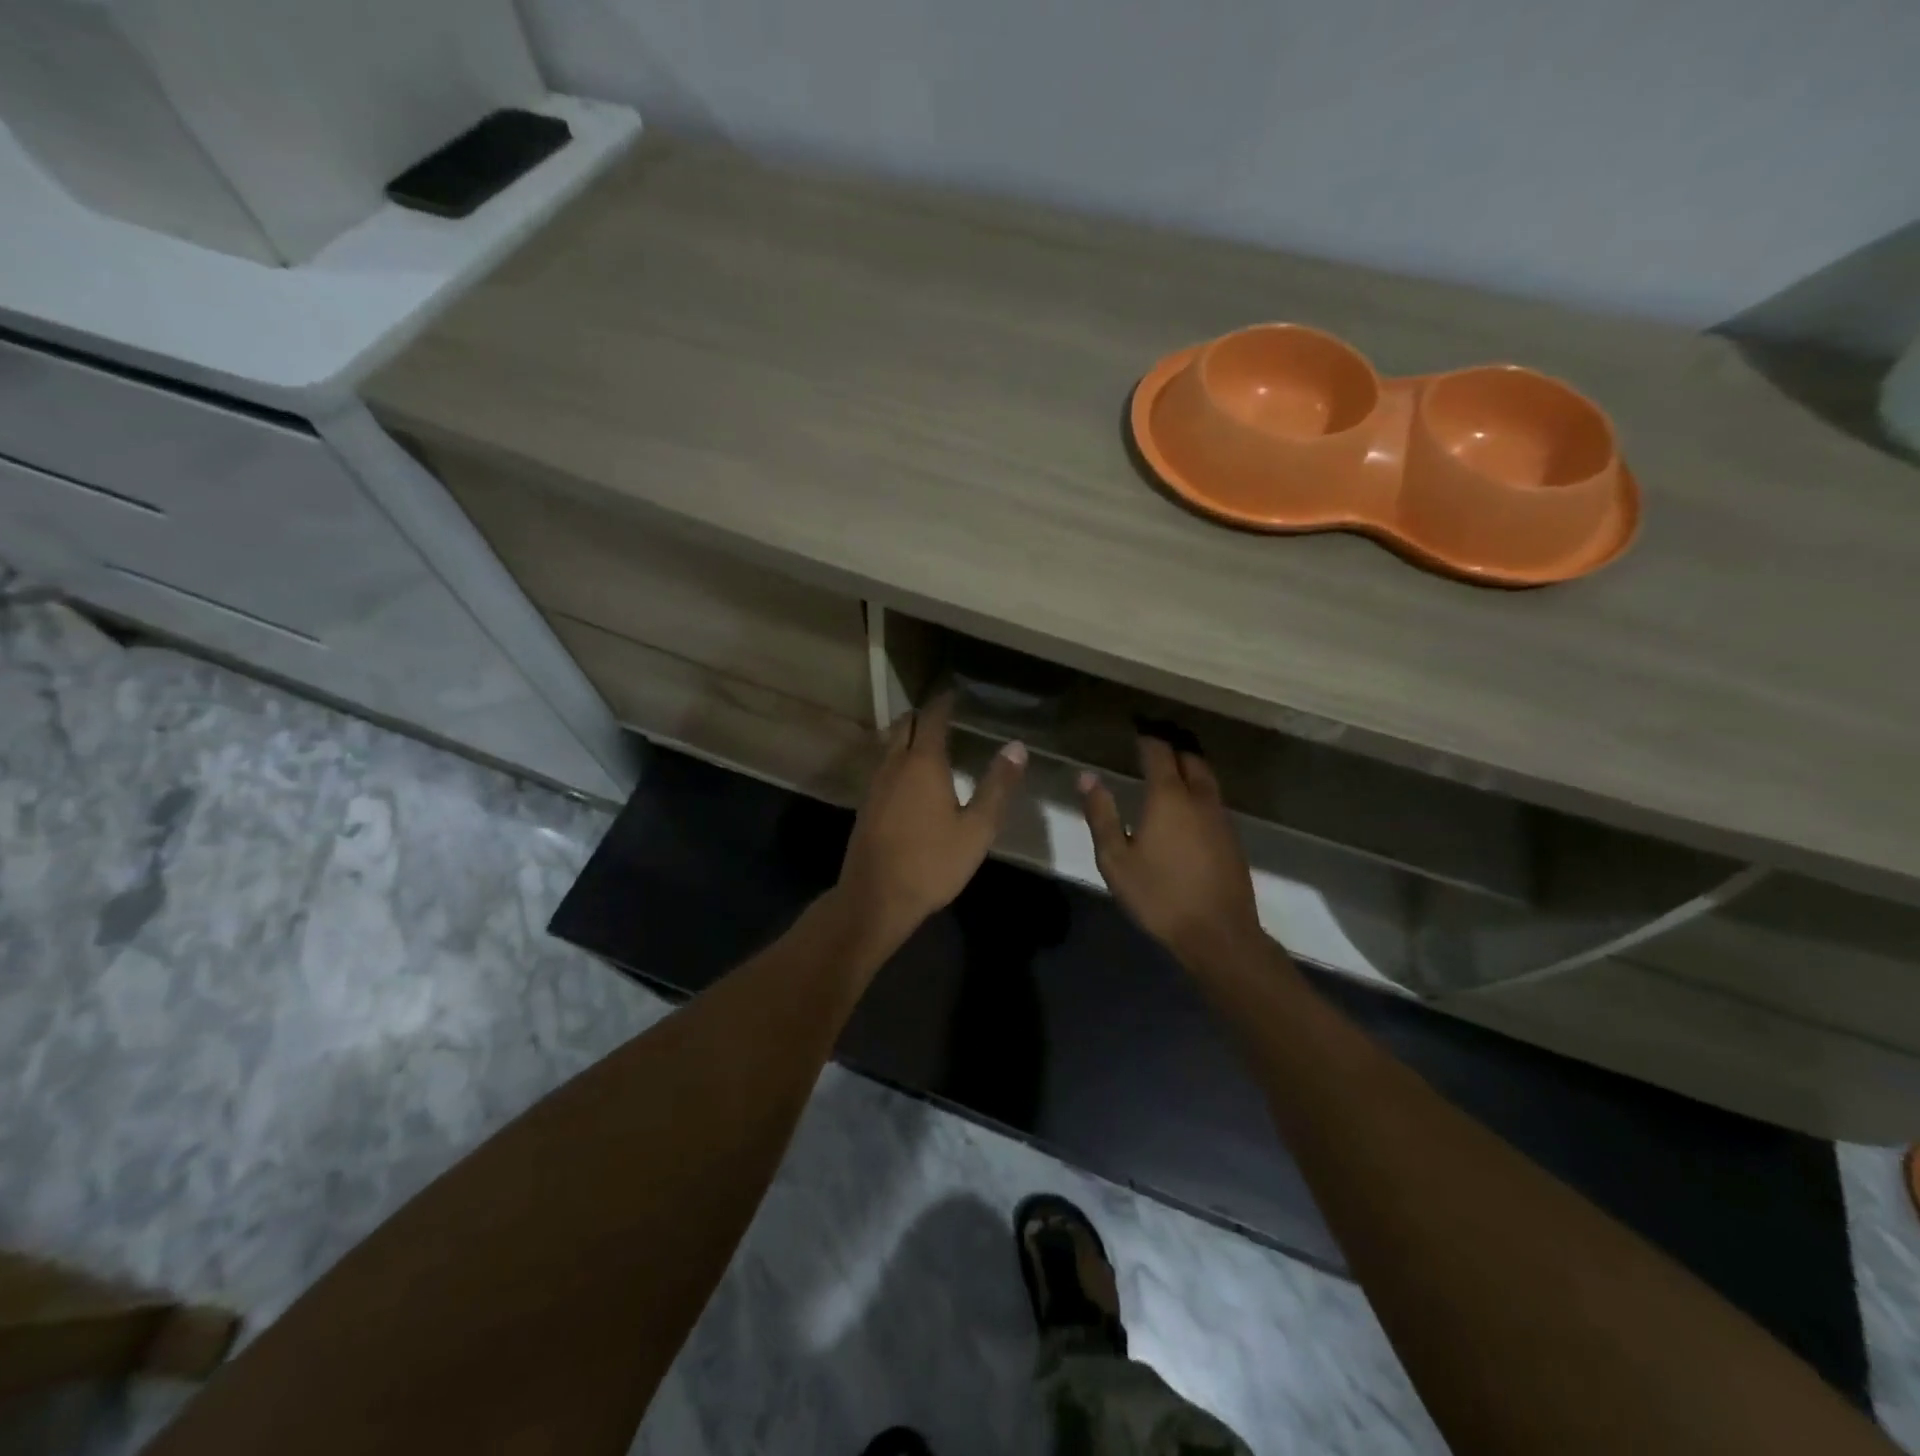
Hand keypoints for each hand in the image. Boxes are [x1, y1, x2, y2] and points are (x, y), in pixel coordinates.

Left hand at [837, 694, 1026, 946]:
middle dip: (923, 715)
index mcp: (923, 763)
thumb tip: (1017, 747)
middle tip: (945, 714)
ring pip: (890, 744)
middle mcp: (895, 764)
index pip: (932, 718)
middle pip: (904, 725)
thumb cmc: (932, 862)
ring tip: (930, 741)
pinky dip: (898, 757)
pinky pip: (884, 765)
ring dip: (908, 735)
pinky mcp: (866, 804)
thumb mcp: (977, 828)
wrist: (875, 898)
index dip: (944, 702)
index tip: (956, 693)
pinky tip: (911, 776)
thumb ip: (998, 786)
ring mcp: (876, 784)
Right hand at [1079, 736, 1263, 972]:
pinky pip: (1213, 797)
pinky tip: (1186, 803)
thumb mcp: (1115, 859)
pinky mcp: (1232, 837)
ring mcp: (1221, 817)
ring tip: (1170, 763)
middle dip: (1172, 743)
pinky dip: (1198, 787)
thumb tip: (1087, 777)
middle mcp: (1199, 797)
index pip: (1159, 751)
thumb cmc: (1159, 895)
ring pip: (1206, 777)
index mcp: (1168, 796)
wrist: (1218, 934)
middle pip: (1190, 757)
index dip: (1147, 735)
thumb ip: (1101, 815)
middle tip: (1153, 738)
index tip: (1136, 726)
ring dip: (1188, 764)